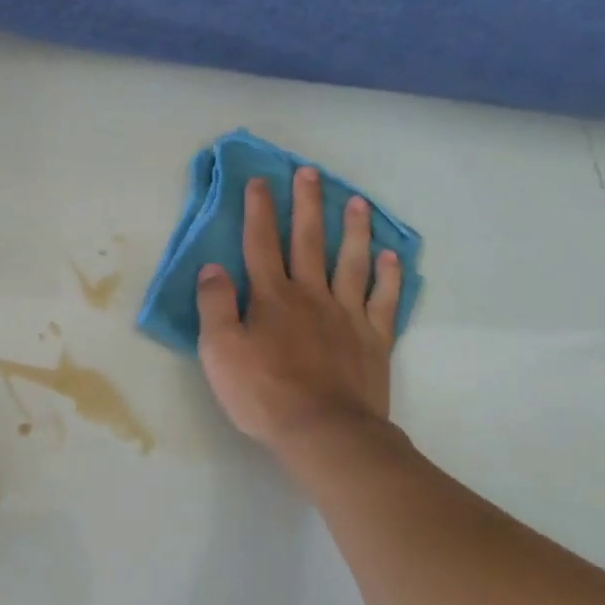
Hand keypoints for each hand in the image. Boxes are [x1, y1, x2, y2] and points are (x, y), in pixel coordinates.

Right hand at [196, 168, 403, 452]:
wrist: (324, 431)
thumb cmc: (263, 393)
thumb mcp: (219, 351)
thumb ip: (214, 305)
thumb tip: (212, 267)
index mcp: (271, 296)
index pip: (260, 243)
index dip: (258, 210)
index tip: (259, 181)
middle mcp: (311, 294)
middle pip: (308, 241)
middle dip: (306, 204)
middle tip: (309, 172)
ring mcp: (347, 314)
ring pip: (351, 261)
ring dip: (353, 229)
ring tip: (356, 201)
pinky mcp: (373, 339)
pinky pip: (383, 300)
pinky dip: (389, 277)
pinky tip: (392, 258)